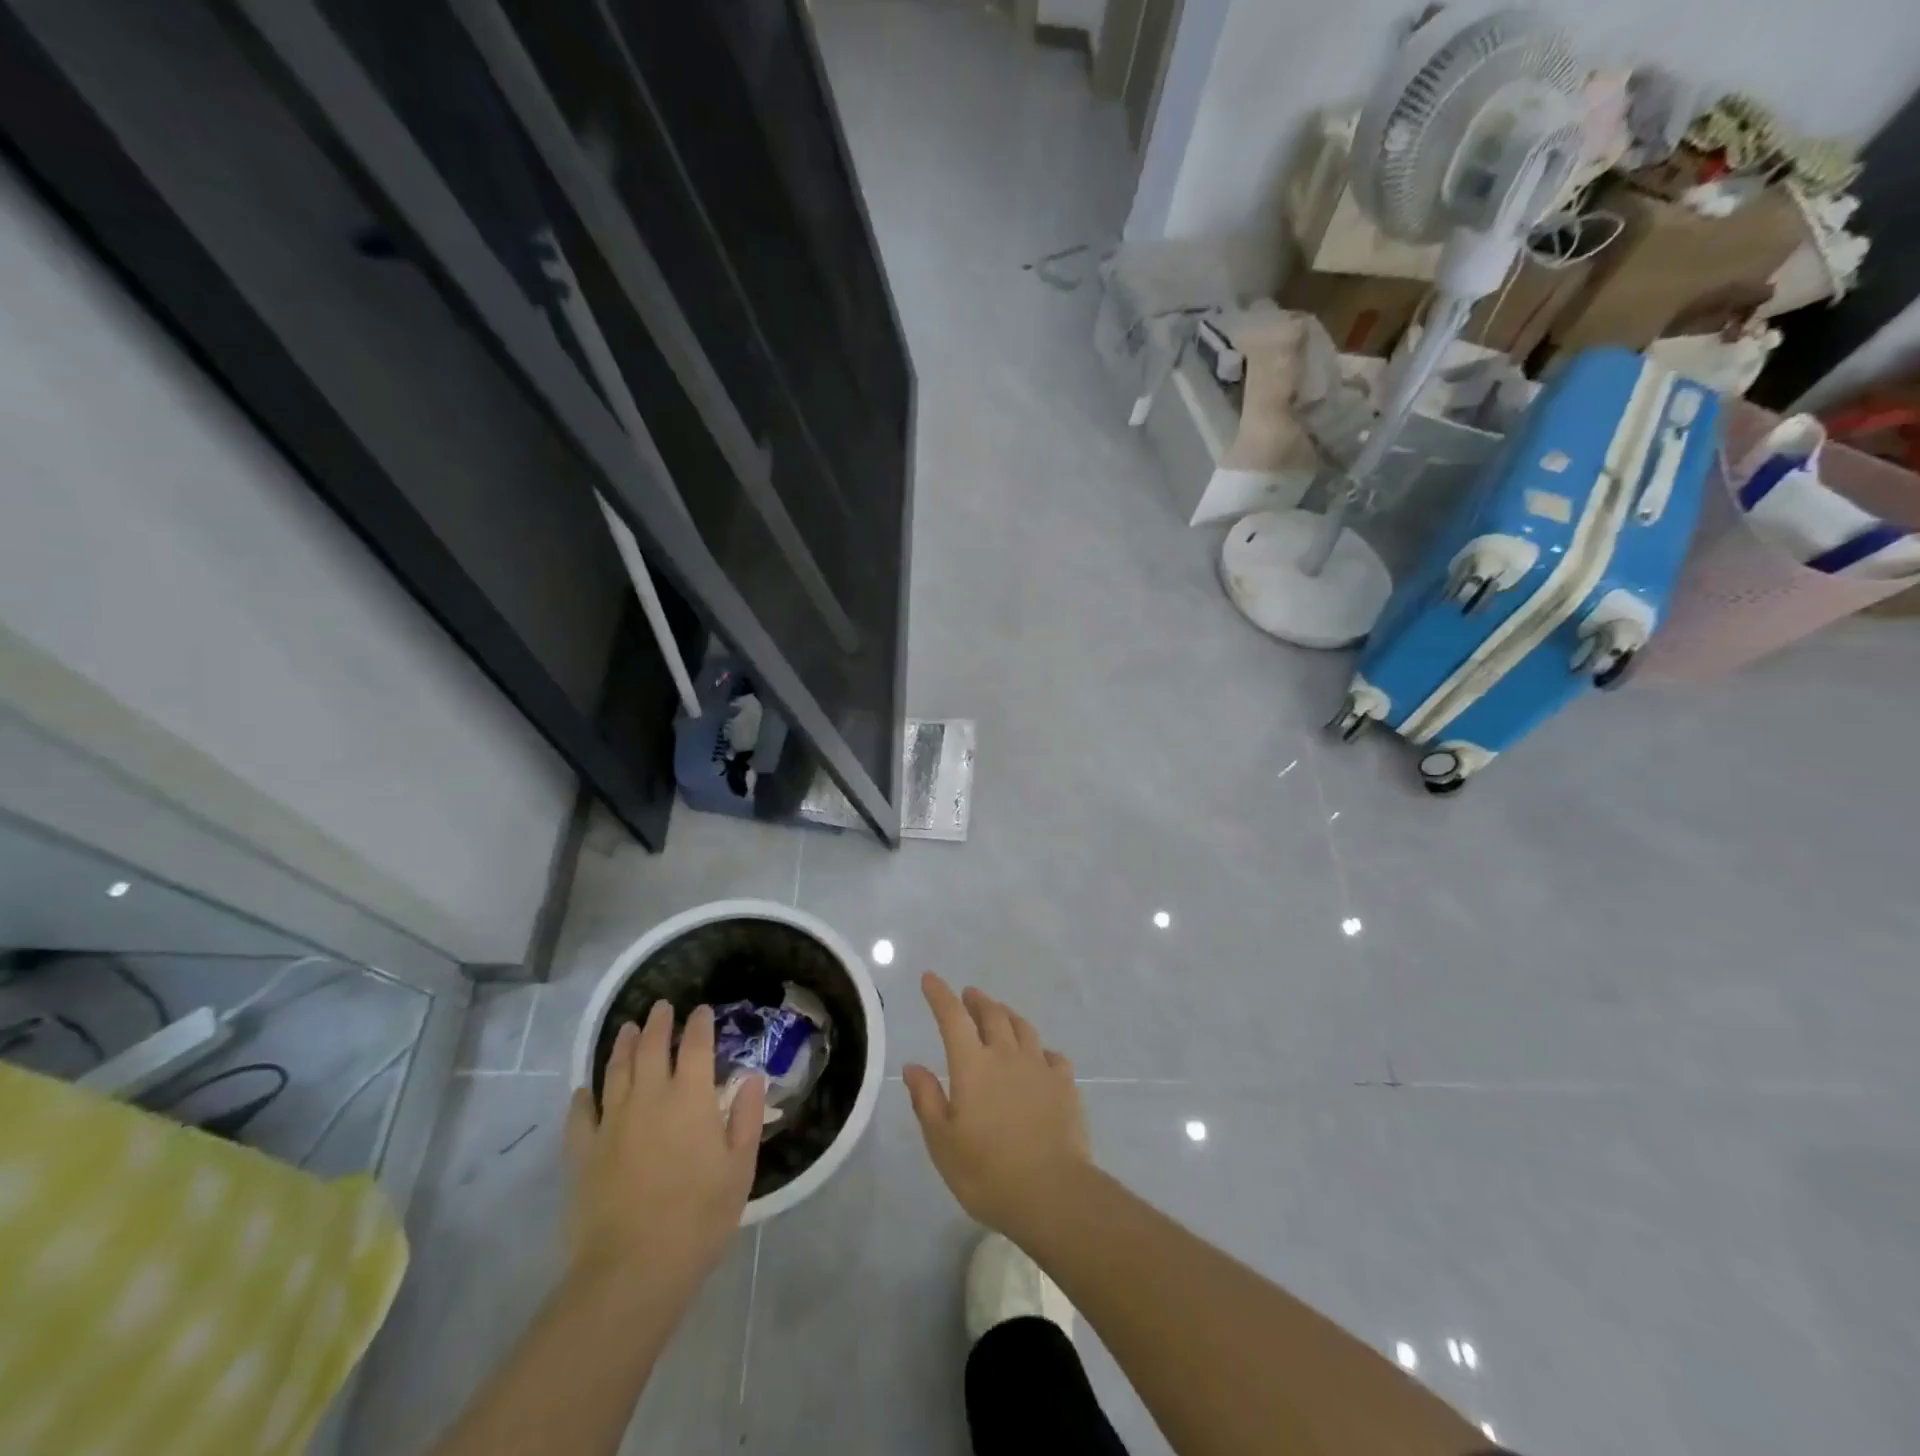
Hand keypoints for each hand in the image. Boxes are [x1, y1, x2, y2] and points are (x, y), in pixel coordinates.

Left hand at [564, 1003, 763, 1292]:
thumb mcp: (740, 1168)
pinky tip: (584, 1090)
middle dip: (658, 1023)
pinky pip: (581, 1114)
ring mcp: (612, 1122)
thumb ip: (747, 1118)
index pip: (695, 1045)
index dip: (699, 1024)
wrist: (632, 1269)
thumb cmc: (699, 1217)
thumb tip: (751, 1078)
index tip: (701, 1011)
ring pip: (616, 1070)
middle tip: (661, 1007)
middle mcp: (650, 1097)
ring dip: (623, 1045)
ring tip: (628, 1028)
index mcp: (691, 1097)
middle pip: (652, 1047)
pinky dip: (583, 1097)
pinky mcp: (583, 1152)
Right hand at [903, 972, 1090, 1244]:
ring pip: (1023, 1027)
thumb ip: (926, 1099)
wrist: (1052, 1192)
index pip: (952, 1017)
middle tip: (969, 995)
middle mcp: (1006, 1055)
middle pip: (992, 1014)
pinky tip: (1039, 1057)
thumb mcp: (942, 1141)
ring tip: (1000, 1014)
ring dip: (1007, 1015)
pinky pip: (1052, 1055)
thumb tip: (913, 1065)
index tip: (930, 978)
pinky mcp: (1065, 1085)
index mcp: (972, 1065)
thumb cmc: (987, 1171)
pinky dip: (1040, 1049)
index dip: (939, 995)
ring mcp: (1039, 1067)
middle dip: (977, 1000)